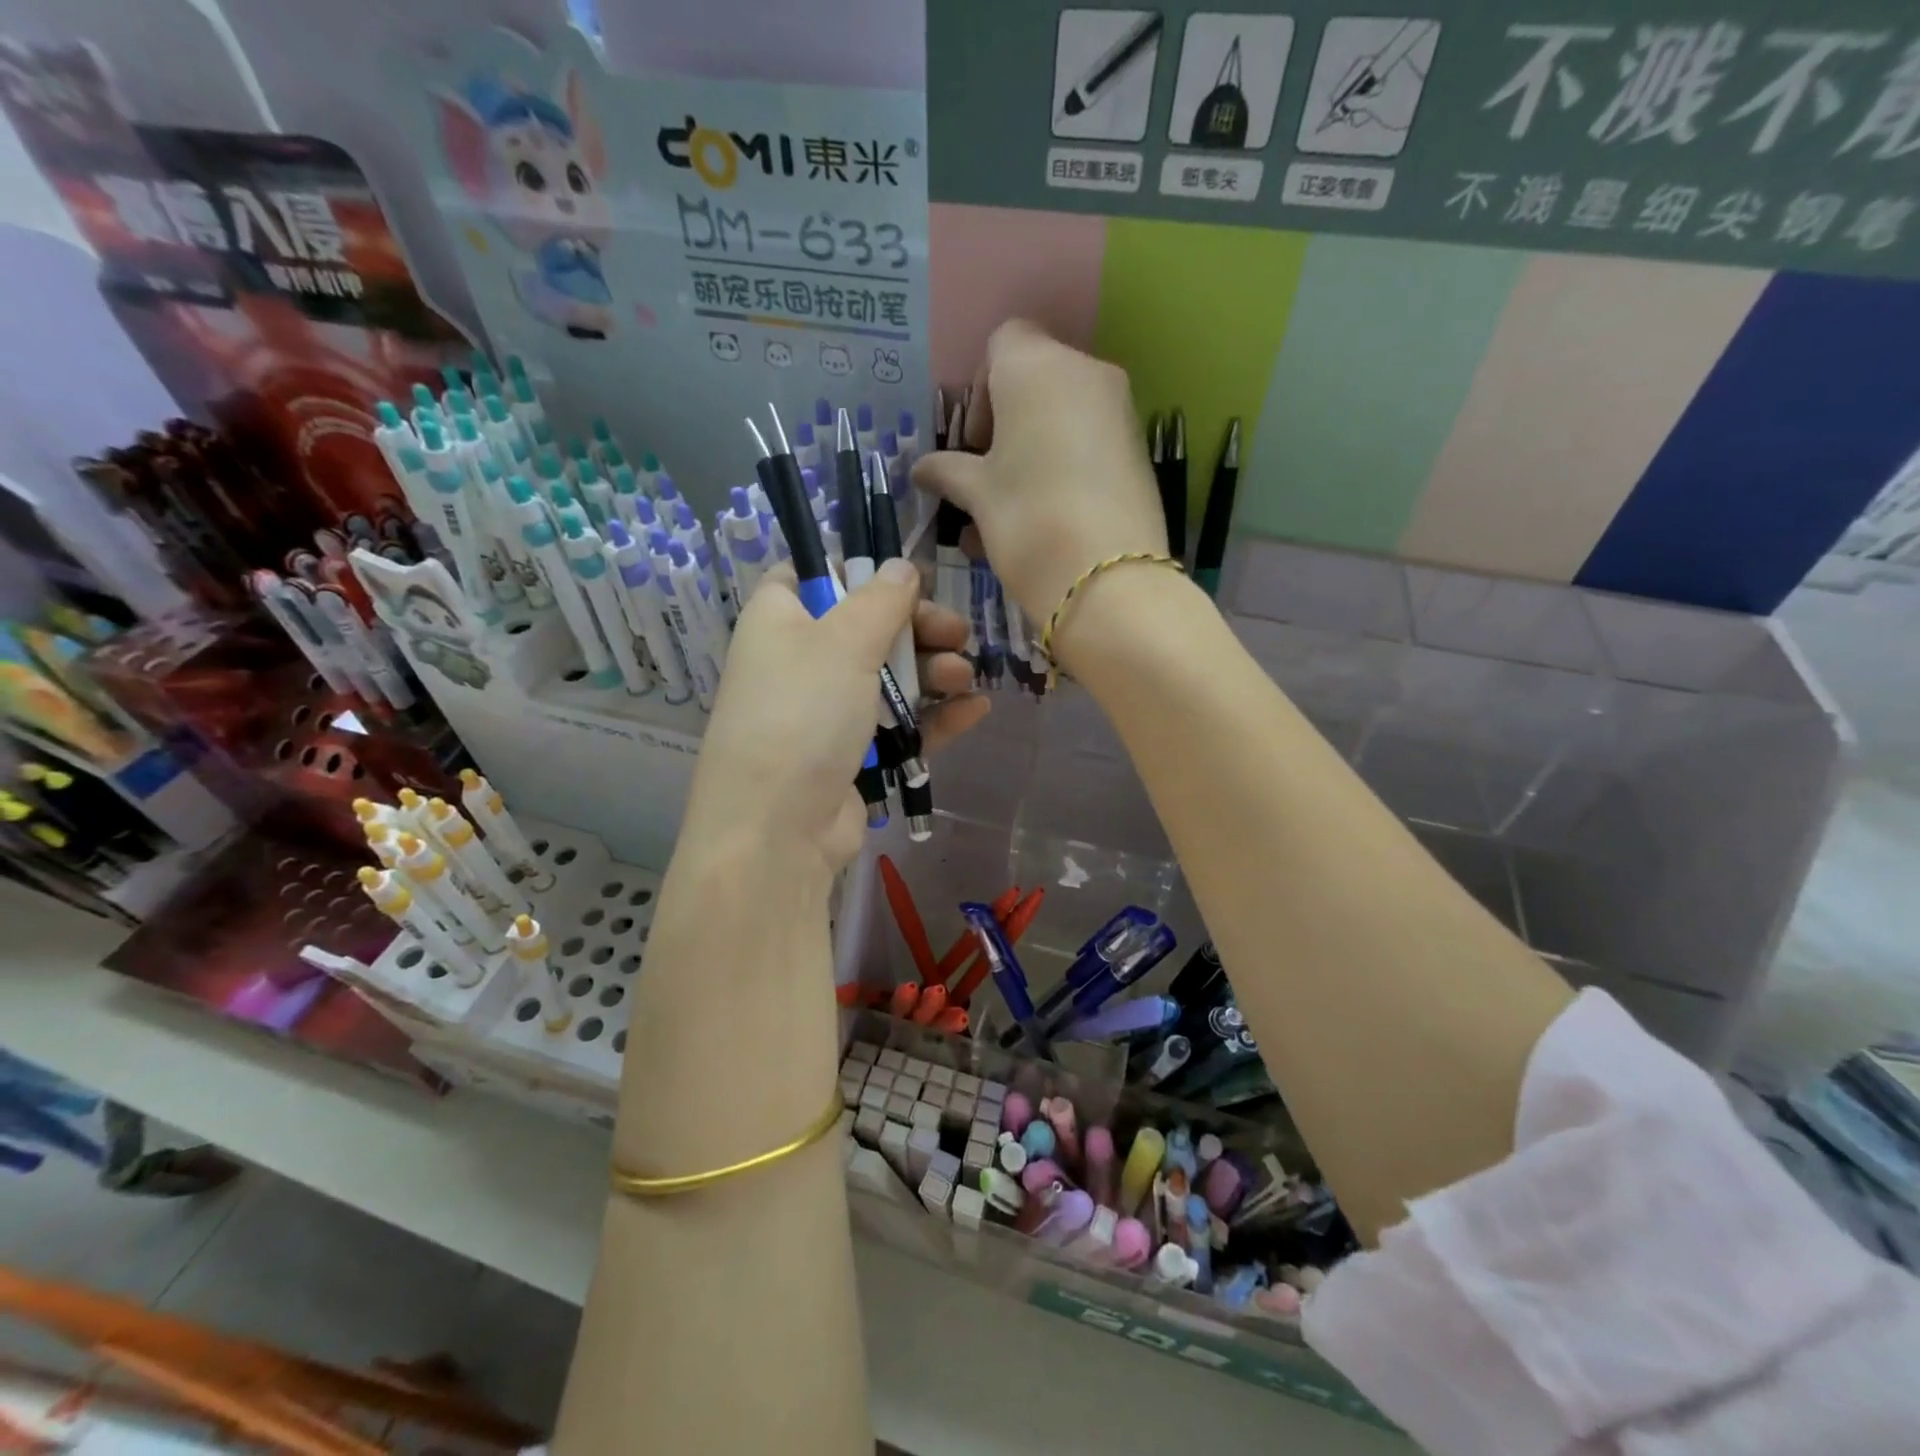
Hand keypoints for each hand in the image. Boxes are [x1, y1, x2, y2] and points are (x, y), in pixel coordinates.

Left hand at [682, 559, 987, 877]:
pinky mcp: (852, 755)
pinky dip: (934, 716)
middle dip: (918, 628)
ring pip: (889, 678)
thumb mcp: (843, 641)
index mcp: (780, 620)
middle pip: (867, 627)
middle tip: (957, 633)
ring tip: (963, 676)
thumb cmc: (803, 714)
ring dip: (932, 672)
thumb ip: (881, 599)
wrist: (778, 829)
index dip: (859, 571)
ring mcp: (826, 712)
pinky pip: (899, 725)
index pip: (813, 575)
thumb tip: (901, 566)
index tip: (907, 578)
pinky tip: (975, 709)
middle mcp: (799, 661)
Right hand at [912, 319, 1164, 633]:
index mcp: (1036, 366)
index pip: (1002, 343)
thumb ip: (948, 472)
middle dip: (1006, 424)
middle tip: (989, 478)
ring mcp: (1119, 409)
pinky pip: (1089, 443)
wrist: (1107, 577)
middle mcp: (1085, 371)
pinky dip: (1063, 466)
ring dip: (1032, 451)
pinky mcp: (1138, 449)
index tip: (973, 444)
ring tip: (1010, 510)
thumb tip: (922, 469)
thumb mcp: (977, 495)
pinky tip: (1045, 518)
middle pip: (1036, 380)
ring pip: (1063, 416)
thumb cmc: (1027, 520)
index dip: (981, 391)